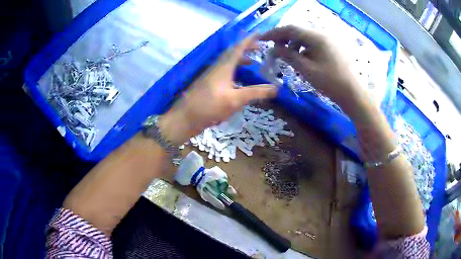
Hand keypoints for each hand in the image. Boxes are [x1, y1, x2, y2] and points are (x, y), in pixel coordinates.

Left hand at [159, 34, 276, 144]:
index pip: (238, 48)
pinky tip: (237, 79)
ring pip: (227, 62)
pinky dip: (234, 69)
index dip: (248, 40)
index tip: (258, 33)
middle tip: (258, 48)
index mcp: (224, 67)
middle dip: (245, 48)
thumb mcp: (235, 100)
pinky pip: (224, 70)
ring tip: (252, 63)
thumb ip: (255, 93)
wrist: (185, 118)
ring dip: (240, 59)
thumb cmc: (210, 106)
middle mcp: (217, 67)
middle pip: (232, 52)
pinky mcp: (208, 84)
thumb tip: (276, 88)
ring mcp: (211, 75)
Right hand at [260, 26, 366, 112]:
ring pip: (304, 39)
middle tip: (274, 50)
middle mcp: (322, 35)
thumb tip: (273, 49)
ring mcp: (327, 42)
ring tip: (287, 57)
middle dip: (283, 39)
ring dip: (293, 45)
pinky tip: (301, 60)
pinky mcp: (330, 49)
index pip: (291, 29)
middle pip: (297, 32)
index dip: (274, 33)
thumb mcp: (306, 69)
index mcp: (316, 38)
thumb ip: (288, 56)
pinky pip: (312, 45)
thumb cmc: (330, 82)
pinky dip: (303, 50)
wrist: (352, 93)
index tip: (262, 39)